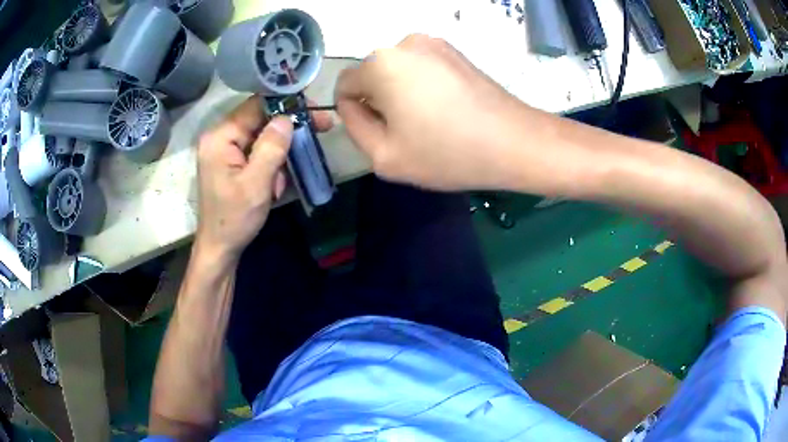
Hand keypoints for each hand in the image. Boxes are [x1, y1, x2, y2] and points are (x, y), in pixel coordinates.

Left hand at [194, 96, 332, 260]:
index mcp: (220, 137)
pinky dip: (273, 161)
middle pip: (260, 117)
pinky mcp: (231, 161)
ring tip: (289, 173)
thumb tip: (287, 118)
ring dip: (281, 149)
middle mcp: (220, 137)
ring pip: (262, 134)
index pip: (256, 106)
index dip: (286, 104)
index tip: (313, 110)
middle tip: (321, 126)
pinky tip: (276, 182)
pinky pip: (257, 149)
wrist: (219, 248)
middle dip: (288, 127)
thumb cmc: (234, 219)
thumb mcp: (256, 184)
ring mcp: (225, 149)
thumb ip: (271, 148)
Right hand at [335, 34, 528, 190]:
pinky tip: (447, 108)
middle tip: (409, 131)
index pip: (344, 85)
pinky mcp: (454, 51)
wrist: (513, 142)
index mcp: (381, 64)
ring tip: (432, 120)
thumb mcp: (384, 156)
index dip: (354, 113)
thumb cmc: (447, 152)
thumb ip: (354, 127)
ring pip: (397, 71)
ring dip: (402, 93)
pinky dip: (423, 85)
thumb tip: (350, 105)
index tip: (381, 133)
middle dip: (380, 101)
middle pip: (372, 75)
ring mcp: (433, 43)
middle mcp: (403, 43)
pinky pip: (421, 67)